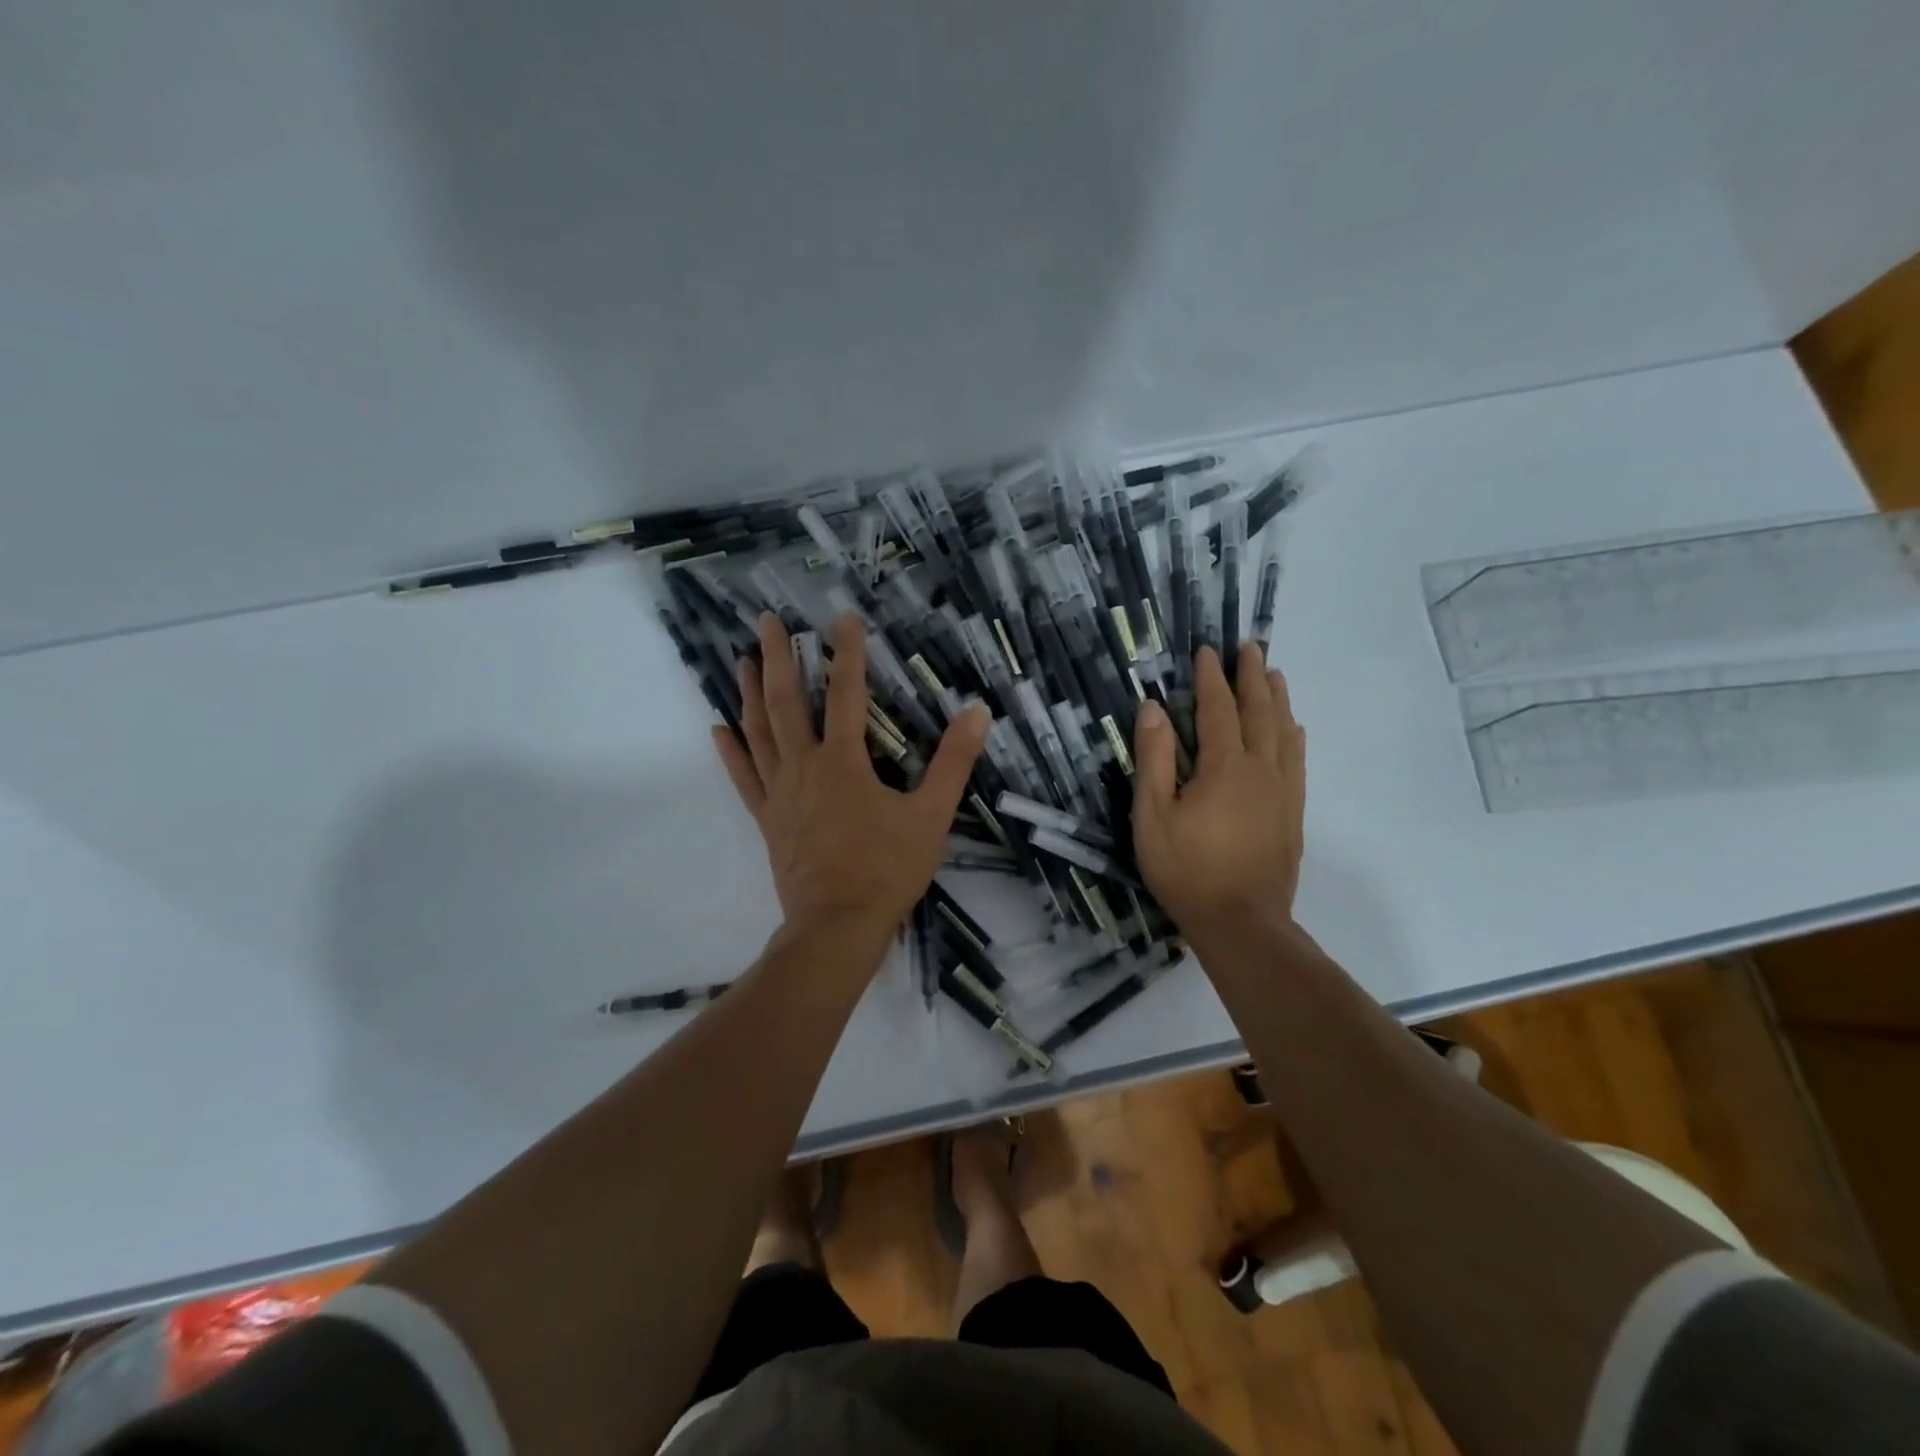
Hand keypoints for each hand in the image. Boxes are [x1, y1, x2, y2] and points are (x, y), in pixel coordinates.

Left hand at [713, 613, 989, 935]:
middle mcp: (804, 767)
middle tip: (768, 622)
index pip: (845, 694)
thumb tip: (977, 713)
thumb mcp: (931, 815)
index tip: (843, 619)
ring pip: (759, 733)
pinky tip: (718, 729)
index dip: (847, 654)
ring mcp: (779, 793)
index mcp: (844, 762)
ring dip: (749, 693)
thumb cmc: (887, 870)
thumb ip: (953, 762)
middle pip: (786, 702)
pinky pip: (744, 778)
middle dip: (778, 658)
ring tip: (741, 660)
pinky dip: (731, 752)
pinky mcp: (767, 819)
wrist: (837, 926)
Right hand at [1133, 644, 1305, 929]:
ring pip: (1284, 732)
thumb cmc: (1186, 869)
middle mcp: (1260, 768)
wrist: (1242, 922)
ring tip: (1275, 675)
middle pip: (1259, 711)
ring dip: (1278, 699)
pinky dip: (1294, 736)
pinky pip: (1297, 761)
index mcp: (1223, 766)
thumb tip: (1154, 707)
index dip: (1211, 678)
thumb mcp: (1152, 815)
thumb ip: (1154, 758)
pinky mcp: (1292, 812)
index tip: (1207, 651)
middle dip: (1253, 676)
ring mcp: (1282, 790)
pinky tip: (1294, 730)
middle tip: (1251, 648)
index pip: (1218, 708)